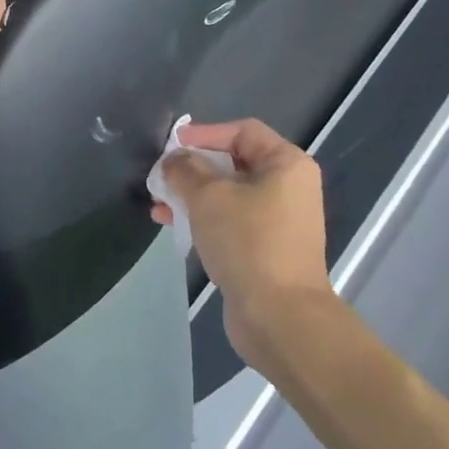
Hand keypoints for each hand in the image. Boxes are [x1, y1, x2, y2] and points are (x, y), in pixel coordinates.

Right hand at [154, 119, 334, 372]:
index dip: (205, 133)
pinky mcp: (265, 248)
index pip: (242, 131)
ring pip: (227, 194)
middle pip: (233, 162)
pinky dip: (202, 219)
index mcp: (286, 165)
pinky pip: (230, 221)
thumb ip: (184, 169)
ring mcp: (278, 220)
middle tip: (161, 177)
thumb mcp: (207, 196)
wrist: (279, 316)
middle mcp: (288, 188)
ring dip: (191, 195)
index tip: (172, 146)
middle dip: (192, 168)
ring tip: (159, 205)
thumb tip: (174, 161)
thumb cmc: (247, 241)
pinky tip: (173, 226)